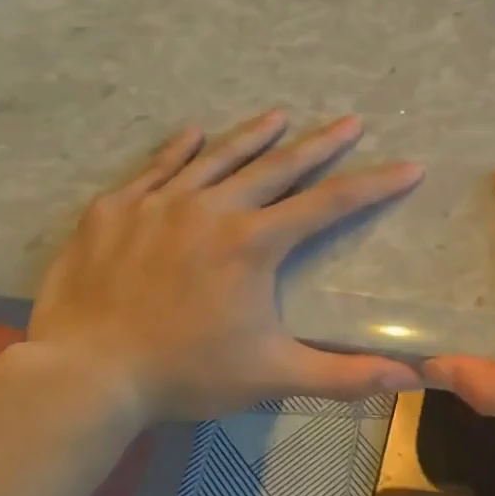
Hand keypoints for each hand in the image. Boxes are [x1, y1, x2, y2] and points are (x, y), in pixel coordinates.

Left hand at [26, 110, 424, 421]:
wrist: (84, 375)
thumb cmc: (185, 374)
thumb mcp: (273, 376)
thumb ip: (344, 375)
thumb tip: (410, 380)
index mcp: (253, 243)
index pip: (329, 204)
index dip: (374, 185)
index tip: (407, 167)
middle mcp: (212, 209)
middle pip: (278, 166)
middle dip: (321, 144)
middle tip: (351, 121)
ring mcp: (159, 202)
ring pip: (218, 157)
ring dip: (254, 135)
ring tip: (280, 115)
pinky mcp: (115, 208)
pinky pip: (156, 167)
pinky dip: (179, 149)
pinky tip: (194, 132)